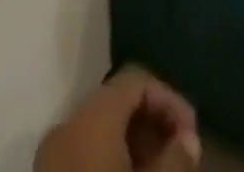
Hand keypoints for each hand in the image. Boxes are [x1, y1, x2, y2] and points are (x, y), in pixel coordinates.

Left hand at [34, 66, 201, 171]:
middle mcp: (66, 128)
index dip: (170, 100)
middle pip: (118, 103)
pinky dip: (112, 161)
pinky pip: (86, 155)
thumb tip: (189, 140)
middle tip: (180, 153)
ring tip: (162, 170)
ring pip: (101, 131)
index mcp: (89, 119)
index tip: (192, 134)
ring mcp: (51, 160)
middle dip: (154, 123)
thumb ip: (175, 160)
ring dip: (136, 144)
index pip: (136, 81)